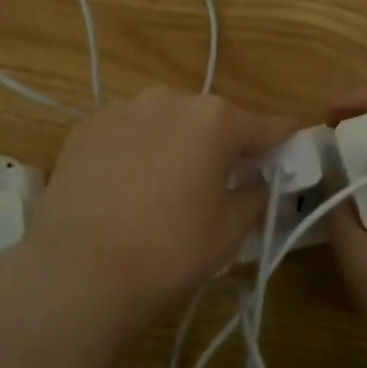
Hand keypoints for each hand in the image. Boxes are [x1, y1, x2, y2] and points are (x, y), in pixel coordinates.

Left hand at [28, 88, 296, 322]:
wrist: (80, 268)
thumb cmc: (170, 249)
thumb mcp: (229, 231)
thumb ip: (255, 196)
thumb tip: (260, 184)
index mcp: (216, 119)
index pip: (269, 126)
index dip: (283, 146)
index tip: (286, 163)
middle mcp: (171, 99)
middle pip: (213, 120)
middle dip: (222, 146)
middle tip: (219, 184)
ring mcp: (123, 109)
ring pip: (166, 122)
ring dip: (175, 144)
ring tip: (164, 187)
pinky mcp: (86, 127)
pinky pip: (127, 133)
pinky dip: (136, 150)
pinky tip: (126, 187)